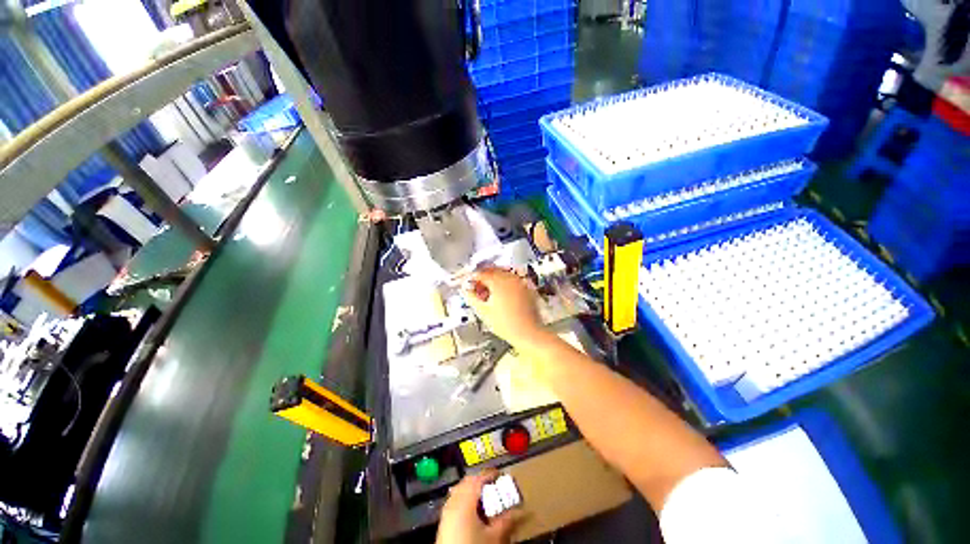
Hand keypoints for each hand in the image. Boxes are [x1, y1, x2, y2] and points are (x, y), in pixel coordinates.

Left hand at [436, 471, 518, 543]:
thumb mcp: (493, 537)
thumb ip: (504, 522)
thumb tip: (516, 512)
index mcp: (465, 500)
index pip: (478, 479)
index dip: (490, 474)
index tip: (500, 475)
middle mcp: (453, 501)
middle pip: (468, 482)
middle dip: (480, 482)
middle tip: (493, 487)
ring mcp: (446, 511)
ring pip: (460, 491)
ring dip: (472, 491)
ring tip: (485, 499)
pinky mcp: (443, 521)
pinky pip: (455, 501)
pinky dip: (464, 500)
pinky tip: (473, 512)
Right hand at [464, 267, 544, 348]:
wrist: (529, 332)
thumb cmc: (506, 324)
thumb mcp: (483, 311)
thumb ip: (472, 298)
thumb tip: (466, 291)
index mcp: (498, 281)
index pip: (481, 273)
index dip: (472, 278)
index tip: (467, 284)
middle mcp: (510, 277)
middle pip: (492, 270)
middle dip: (482, 277)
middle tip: (476, 288)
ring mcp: (520, 281)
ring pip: (503, 274)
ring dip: (493, 280)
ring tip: (487, 293)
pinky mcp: (527, 287)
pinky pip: (512, 279)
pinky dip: (504, 283)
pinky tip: (499, 295)